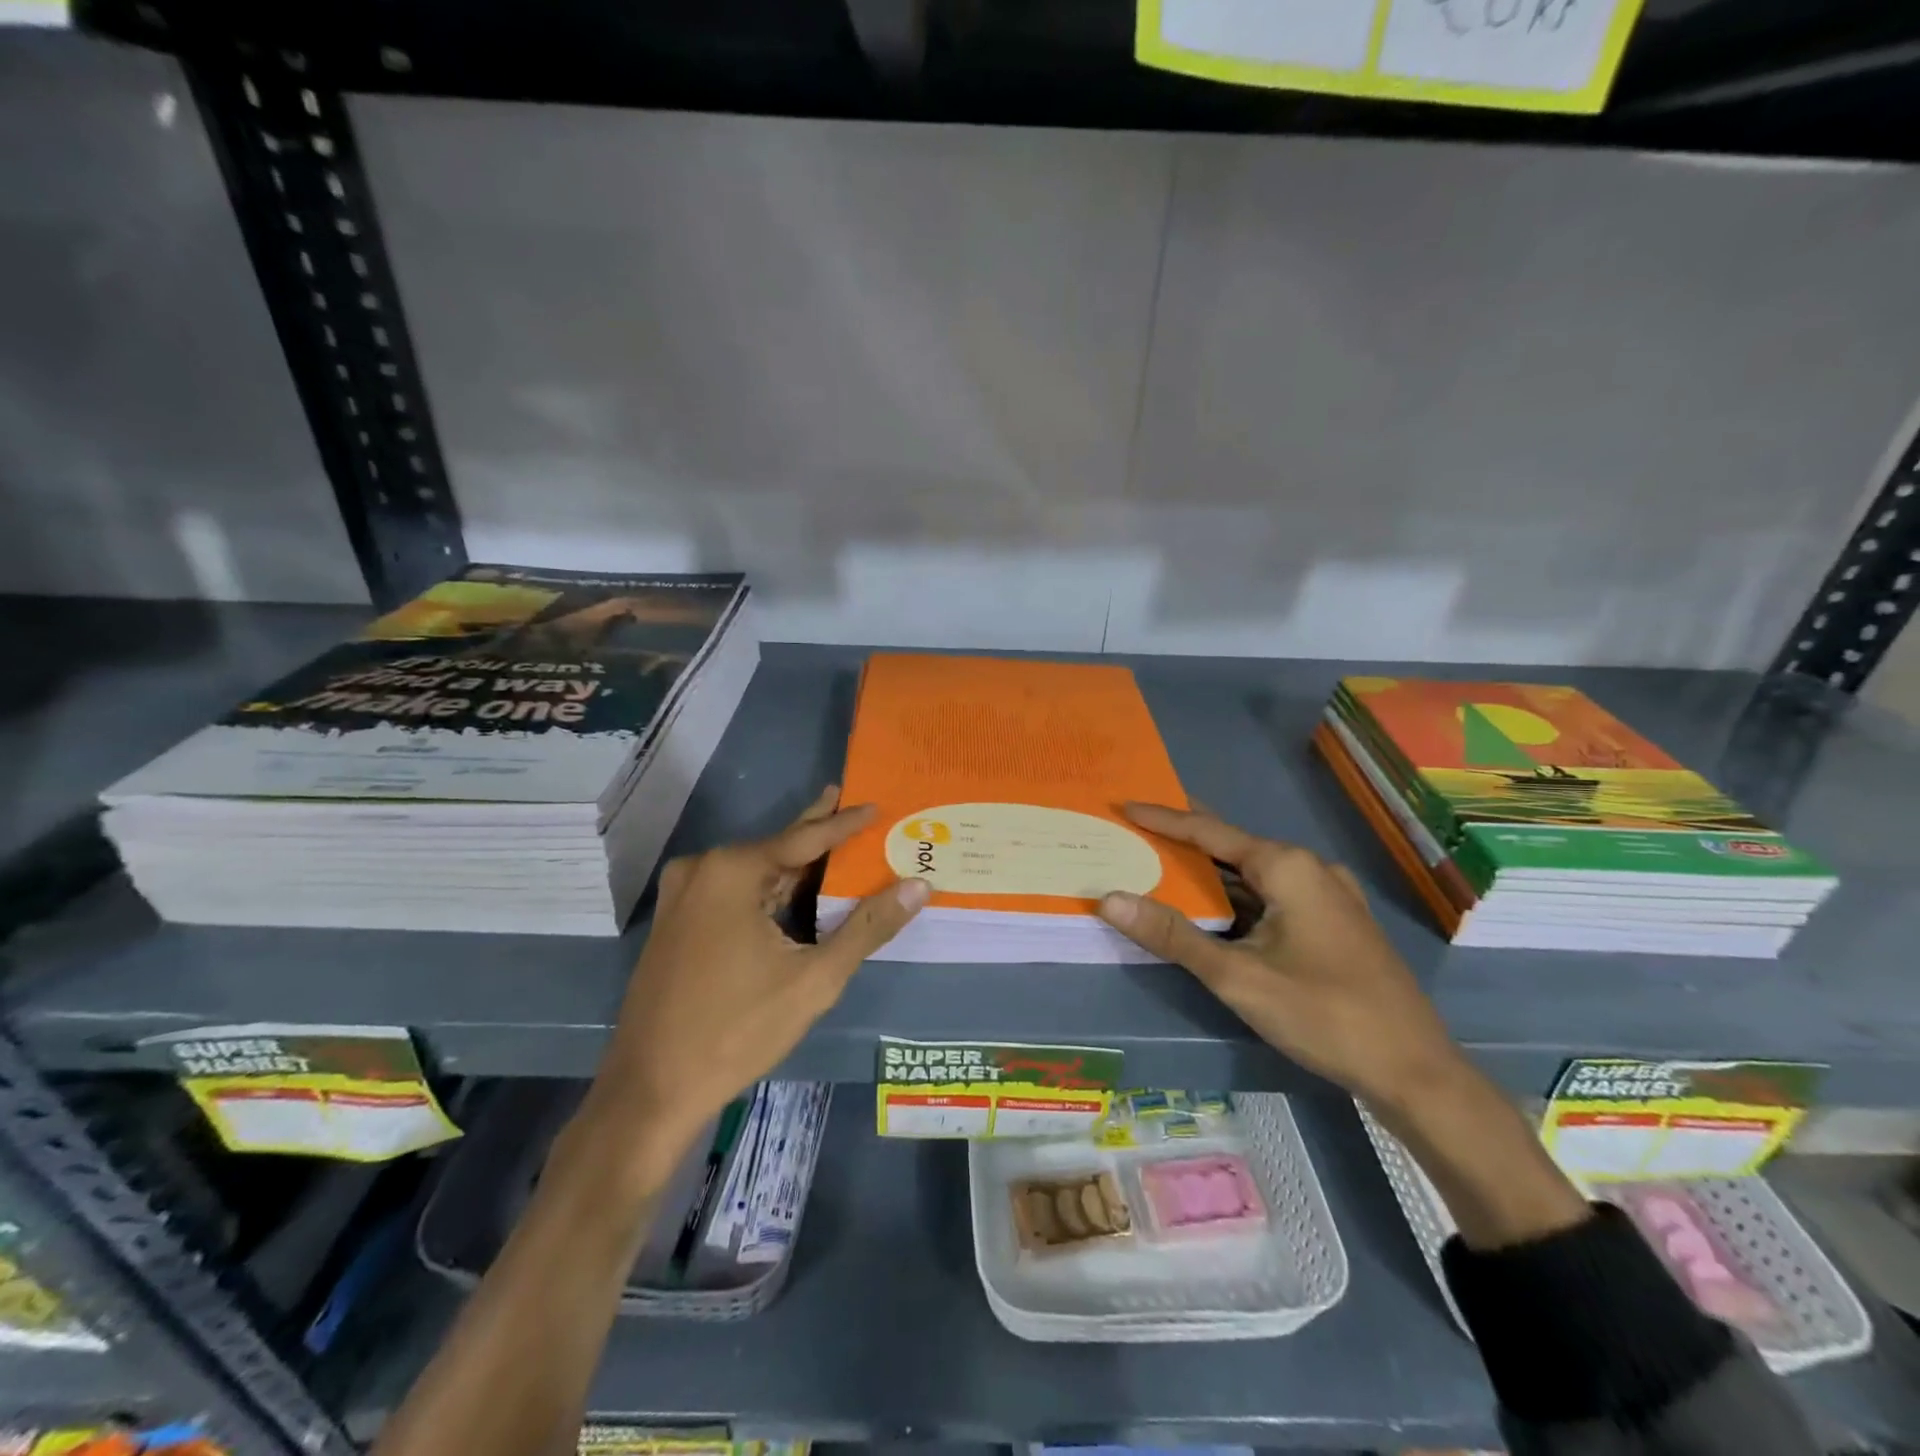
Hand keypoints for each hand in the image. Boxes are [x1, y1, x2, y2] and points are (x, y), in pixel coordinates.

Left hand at [581, 787, 928, 1174]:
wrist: (651, 1089)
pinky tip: (796, 893)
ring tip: (837, 850)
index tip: (876, 805)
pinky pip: (734, 892)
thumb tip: (918, 886)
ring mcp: (683, 895)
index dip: (846, 823)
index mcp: (733, 871)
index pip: (806, 838)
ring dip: (796, 868)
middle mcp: (703, 869)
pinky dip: (770, 890)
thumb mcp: (815, 979)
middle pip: (778, 848)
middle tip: (852, 804)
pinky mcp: (676, 921)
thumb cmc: (738, 1029)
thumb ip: (868, 927)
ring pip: (756, 872)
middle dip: (819, 833)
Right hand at [1098, 802, 1463, 1108]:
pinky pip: (1273, 894)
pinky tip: (1216, 908)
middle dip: (1184, 841)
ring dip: (1210, 873)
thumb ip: (1172, 935)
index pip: (1209, 831)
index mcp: (1287, 867)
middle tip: (1138, 832)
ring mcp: (1328, 895)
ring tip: (1163, 865)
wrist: (1414, 1071)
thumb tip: (1111, 899)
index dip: (1163, 819)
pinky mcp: (1334, 922)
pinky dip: (1237, 895)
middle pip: (1232, 846)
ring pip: (1254, 873)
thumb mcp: (1237, 976)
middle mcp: (1309, 869)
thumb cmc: (1323, 1014)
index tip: (1125, 806)